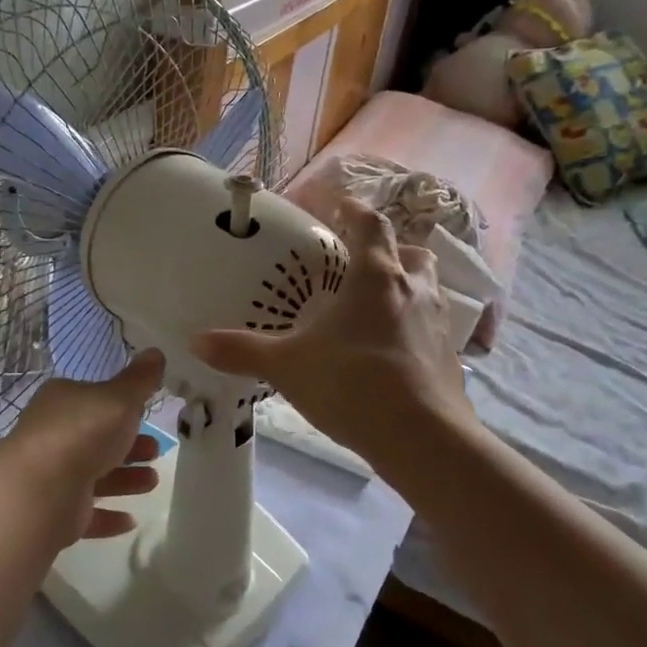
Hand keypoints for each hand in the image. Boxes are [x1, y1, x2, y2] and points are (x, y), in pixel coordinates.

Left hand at [2, 349, 165, 544]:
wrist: (42, 489)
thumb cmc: (84, 431)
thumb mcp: (120, 397)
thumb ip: (139, 380)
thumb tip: (155, 352)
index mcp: (62, 401)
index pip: (93, 399)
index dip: (121, 406)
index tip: (146, 415)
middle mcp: (53, 435)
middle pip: (96, 438)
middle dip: (129, 445)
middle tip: (156, 451)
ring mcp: (52, 475)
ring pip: (94, 475)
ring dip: (125, 479)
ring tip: (152, 482)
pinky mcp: (54, 512)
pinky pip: (86, 512)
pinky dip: (108, 515)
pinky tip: (130, 520)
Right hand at [190, 200, 467, 465]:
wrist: (423, 439)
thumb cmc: (353, 385)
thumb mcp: (288, 366)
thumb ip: (243, 350)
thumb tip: (196, 340)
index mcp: (376, 277)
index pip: (371, 224)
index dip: (354, 210)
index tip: (337, 207)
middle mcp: (413, 290)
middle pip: (410, 251)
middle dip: (388, 250)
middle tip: (359, 264)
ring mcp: (438, 324)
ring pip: (426, 288)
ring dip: (404, 287)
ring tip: (373, 308)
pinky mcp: (450, 357)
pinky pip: (431, 327)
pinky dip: (413, 328)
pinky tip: (389, 352)